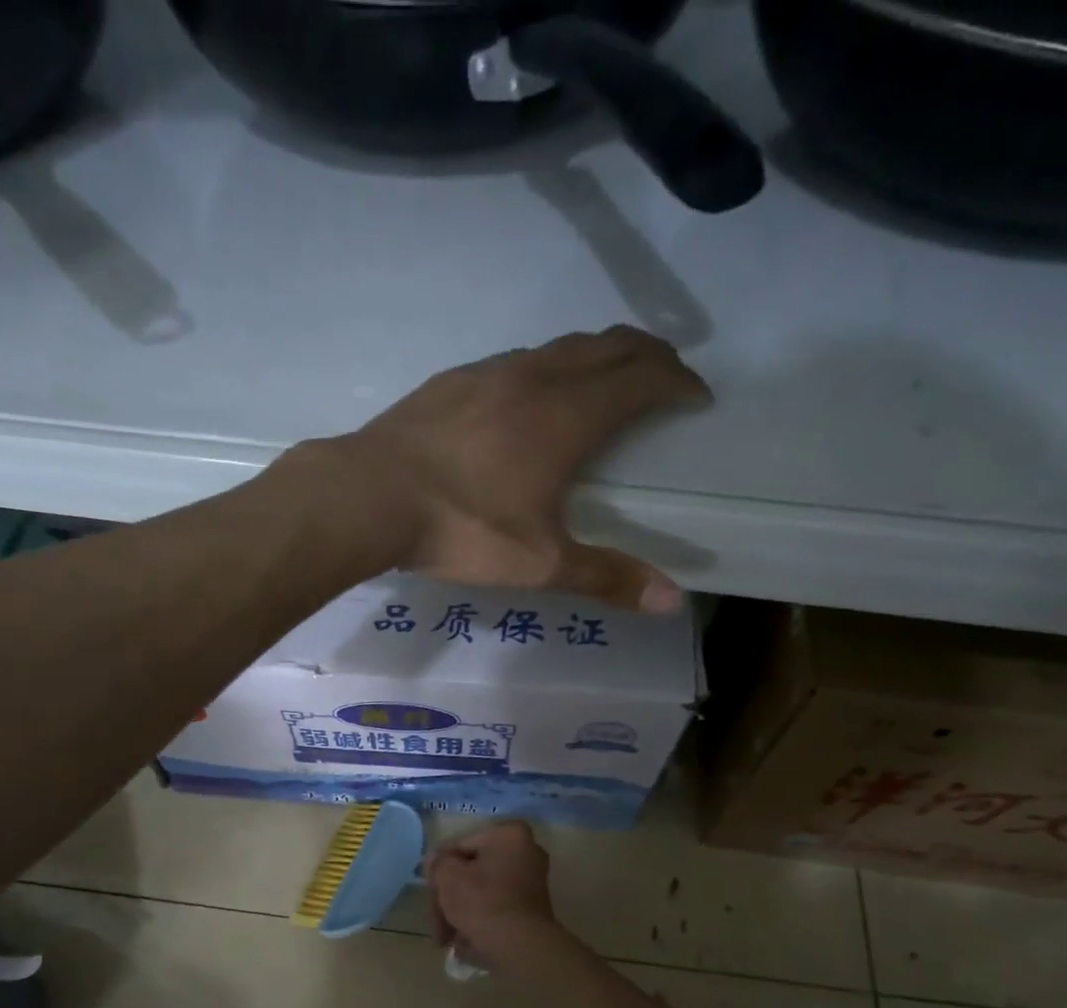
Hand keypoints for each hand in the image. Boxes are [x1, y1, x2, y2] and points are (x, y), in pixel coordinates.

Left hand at [338, 326, 708, 611]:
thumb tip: (671, 601)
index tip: (697, 397)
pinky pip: (515, 360)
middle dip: (648, 356)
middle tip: (666, 377)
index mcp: (568, 416)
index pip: (641, 379)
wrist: (369, 495)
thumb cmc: (461, 528)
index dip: (678, 383)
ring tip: (605, 382)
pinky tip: (529, 397)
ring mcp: (488, 373)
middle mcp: (535, 378)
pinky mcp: (451, 381)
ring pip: (559, 347)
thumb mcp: (539, 563)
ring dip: (596, 356)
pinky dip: (546, 367)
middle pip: (608, 347)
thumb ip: (605, 577)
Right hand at [424, 821, 566, 971]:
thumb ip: (438, 863)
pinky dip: (480, 919)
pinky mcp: (533, 908)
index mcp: (509, 835)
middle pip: (472, 870)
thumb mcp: (448, 877)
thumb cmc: (483, 903)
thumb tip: (435, 860)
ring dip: (461, 912)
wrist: (522, 948)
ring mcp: (532, 881)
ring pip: (483, 891)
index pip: (460, 845)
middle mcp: (526, 851)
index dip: (439, 869)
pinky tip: (464, 941)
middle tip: (436, 922)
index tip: (429, 892)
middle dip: (450, 897)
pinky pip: (497, 906)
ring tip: (446, 939)